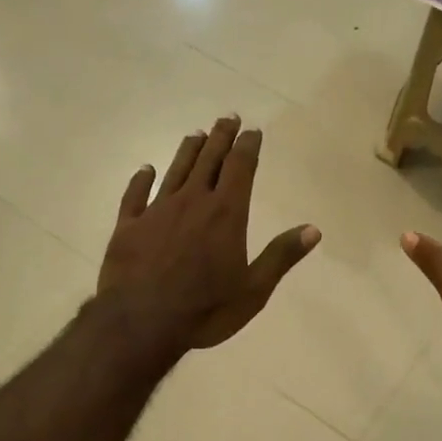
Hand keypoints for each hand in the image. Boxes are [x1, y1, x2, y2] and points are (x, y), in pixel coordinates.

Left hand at [100, 115, 319, 352]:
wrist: (141, 323)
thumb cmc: (206, 309)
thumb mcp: (254, 289)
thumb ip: (281, 256)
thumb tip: (313, 229)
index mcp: (226, 214)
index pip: (240, 168)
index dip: (247, 147)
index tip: (252, 130)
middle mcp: (192, 202)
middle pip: (208, 161)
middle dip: (220, 138)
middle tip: (227, 118)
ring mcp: (156, 212)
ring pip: (174, 171)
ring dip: (187, 151)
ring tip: (196, 134)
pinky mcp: (128, 227)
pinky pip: (135, 195)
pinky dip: (141, 179)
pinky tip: (145, 169)